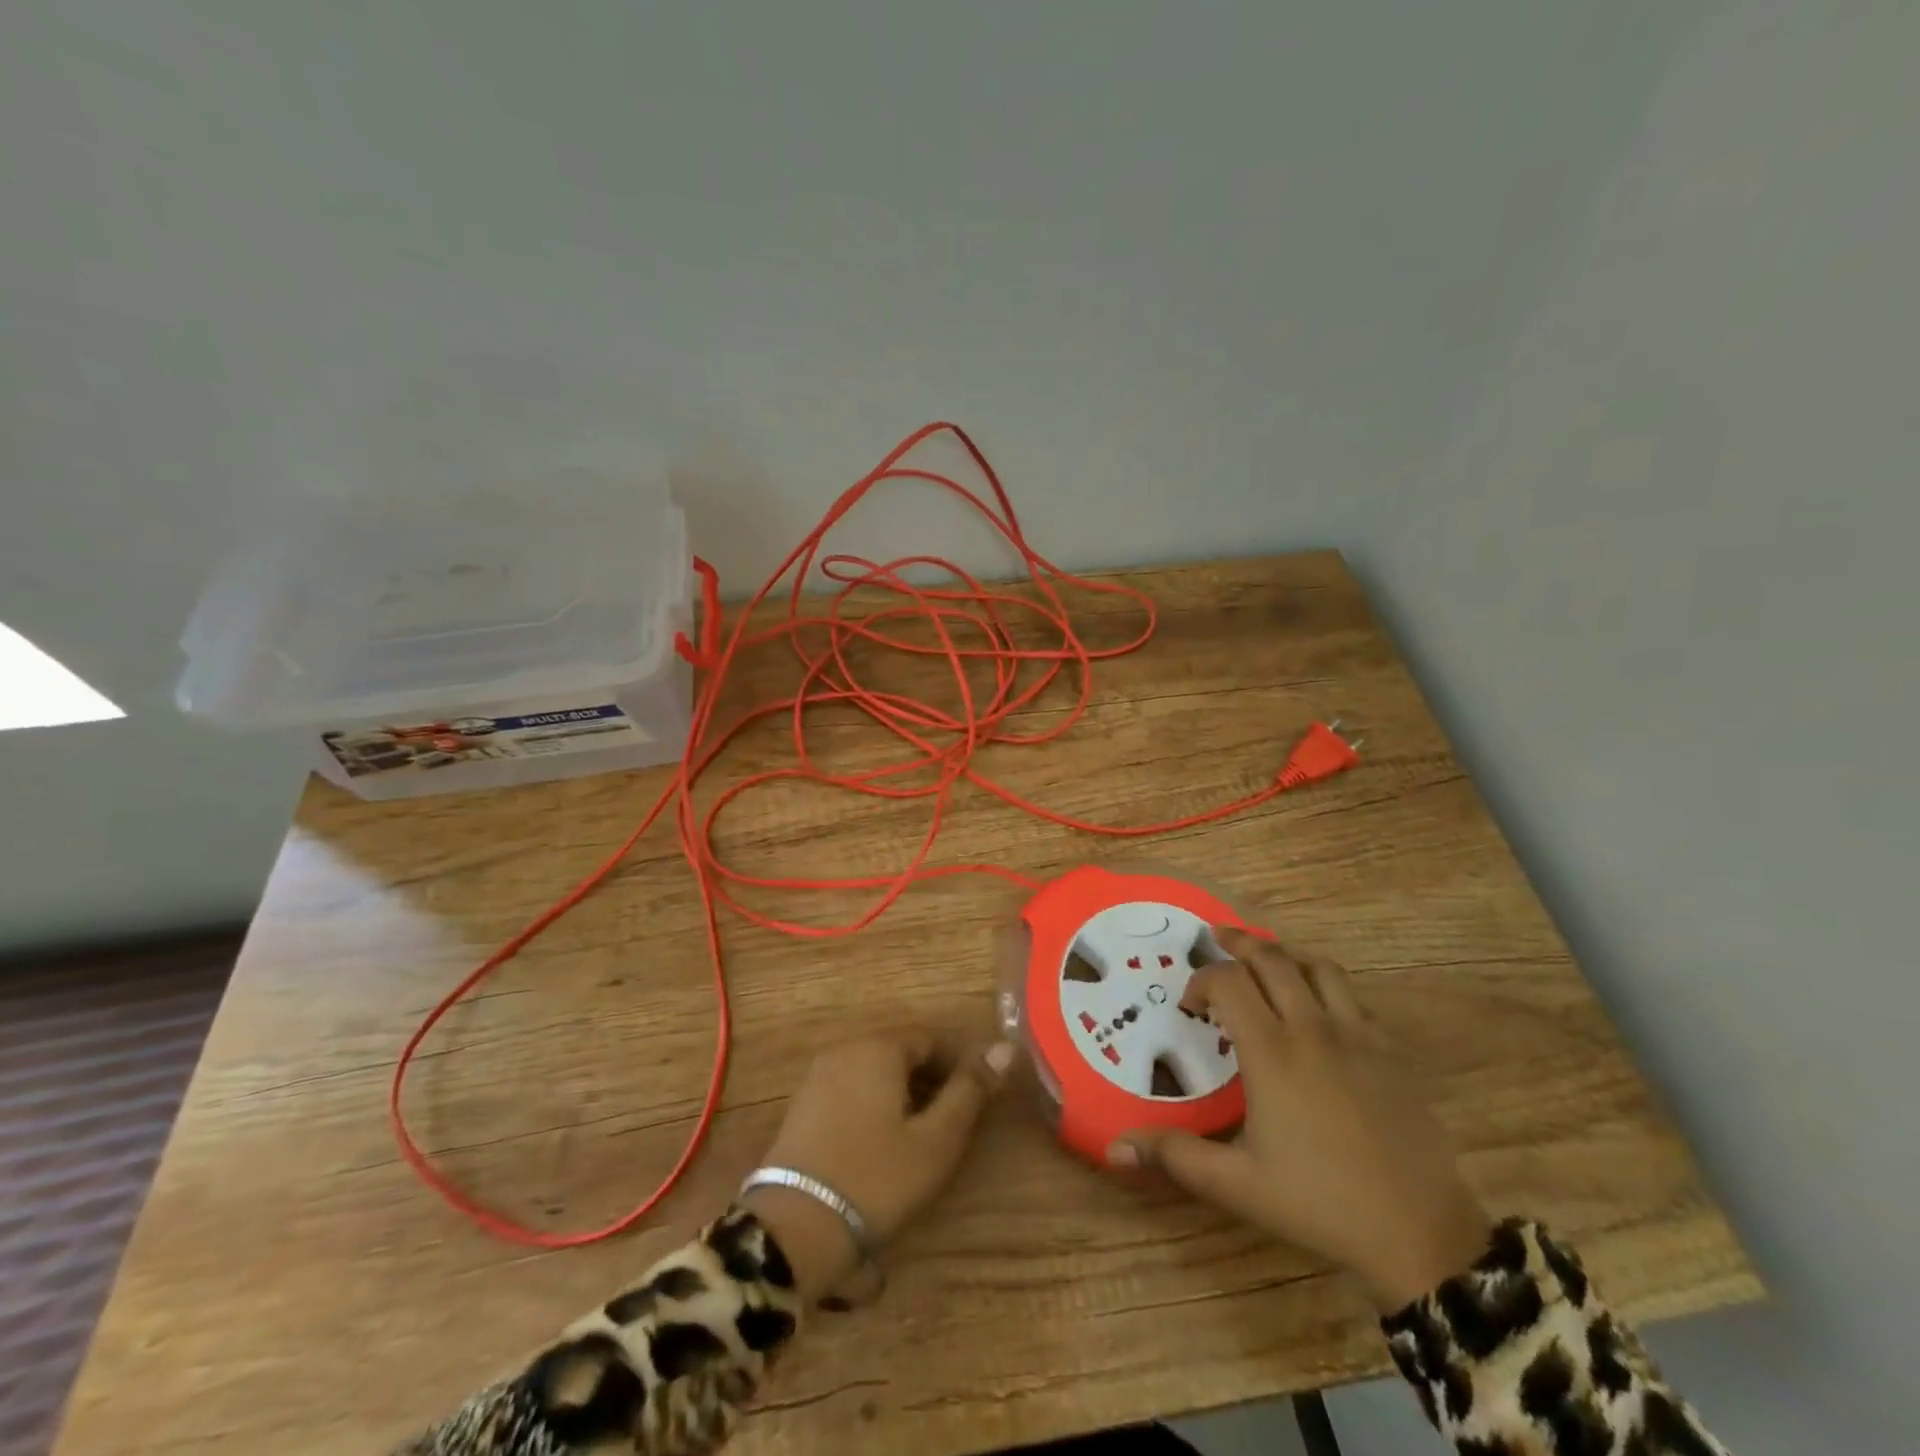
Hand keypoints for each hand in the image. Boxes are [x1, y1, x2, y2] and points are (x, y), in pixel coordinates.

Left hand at [741, 1032, 1013, 1296]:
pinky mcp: (802, 1105)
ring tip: (919, 1137)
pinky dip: (872, 1105)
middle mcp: (845, 1049)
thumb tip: (1005, 1047)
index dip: (958, 1065)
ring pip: (874, 1071)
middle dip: (929, 1079)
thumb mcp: (936, 1139)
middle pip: (900, 1052)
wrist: (794, 1229)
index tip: (974, 1101)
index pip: (930, 1038)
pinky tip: (880, 1144)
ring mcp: (818, 1076)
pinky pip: (850, 1089)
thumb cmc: (876, 1179)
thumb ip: (970, 1090)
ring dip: (901, 1094)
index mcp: (879, 1047)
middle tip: (950, 1124)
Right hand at [1111, 928, 1490, 1309]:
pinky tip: (1319, 1006)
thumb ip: (1174, 1156)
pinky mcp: (1390, 1050)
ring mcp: (1358, 1035)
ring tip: (1266, 958)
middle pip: (1272, 959)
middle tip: (1217, 939)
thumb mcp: (1236, 1184)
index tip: (1191, 1005)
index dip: (1202, 981)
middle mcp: (1312, 1028)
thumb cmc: (1319, 1203)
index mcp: (1272, 1051)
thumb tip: (1113, 1147)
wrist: (1421, 1232)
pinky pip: (1354, 996)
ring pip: (1318, 967)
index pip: (1228, 982)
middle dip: (1239, 943)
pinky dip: (1327, 984)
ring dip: (1285, 954)